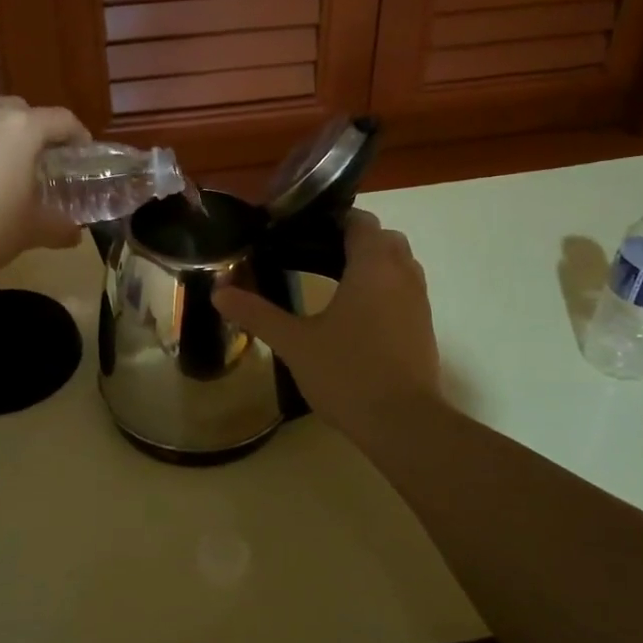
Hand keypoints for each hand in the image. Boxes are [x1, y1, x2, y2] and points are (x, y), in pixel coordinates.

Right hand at [212, 210, 443, 443]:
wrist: (403, 423)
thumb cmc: (348, 372)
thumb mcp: (294, 343)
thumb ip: (257, 313)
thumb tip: (218, 291)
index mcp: (372, 266)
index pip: (360, 220)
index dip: (334, 219)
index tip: (303, 231)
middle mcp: (402, 275)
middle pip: (384, 239)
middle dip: (355, 241)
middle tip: (316, 255)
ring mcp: (419, 302)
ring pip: (400, 265)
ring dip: (374, 265)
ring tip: (335, 283)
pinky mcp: (424, 328)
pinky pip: (405, 291)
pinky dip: (385, 290)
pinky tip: (356, 317)